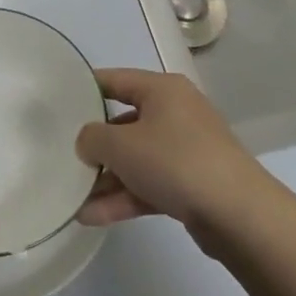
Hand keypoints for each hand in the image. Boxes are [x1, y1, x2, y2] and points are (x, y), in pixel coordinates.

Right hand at [76, 69, 268, 231]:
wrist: (237, 213)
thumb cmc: (174, 161)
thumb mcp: (121, 145)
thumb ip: (93, 138)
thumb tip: (88, 141)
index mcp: (162, 89)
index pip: (115, 79)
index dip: (86, 89)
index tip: (59, 102)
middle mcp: (176, 112)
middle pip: (125, 122)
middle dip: (95, 144)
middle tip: (64, 157)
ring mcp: (186, 149)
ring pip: (136, 158)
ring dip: (106, 178)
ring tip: (74, 199)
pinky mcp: (192, 182)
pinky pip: (149, 183)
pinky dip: (125, 197)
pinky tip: (93, 216)